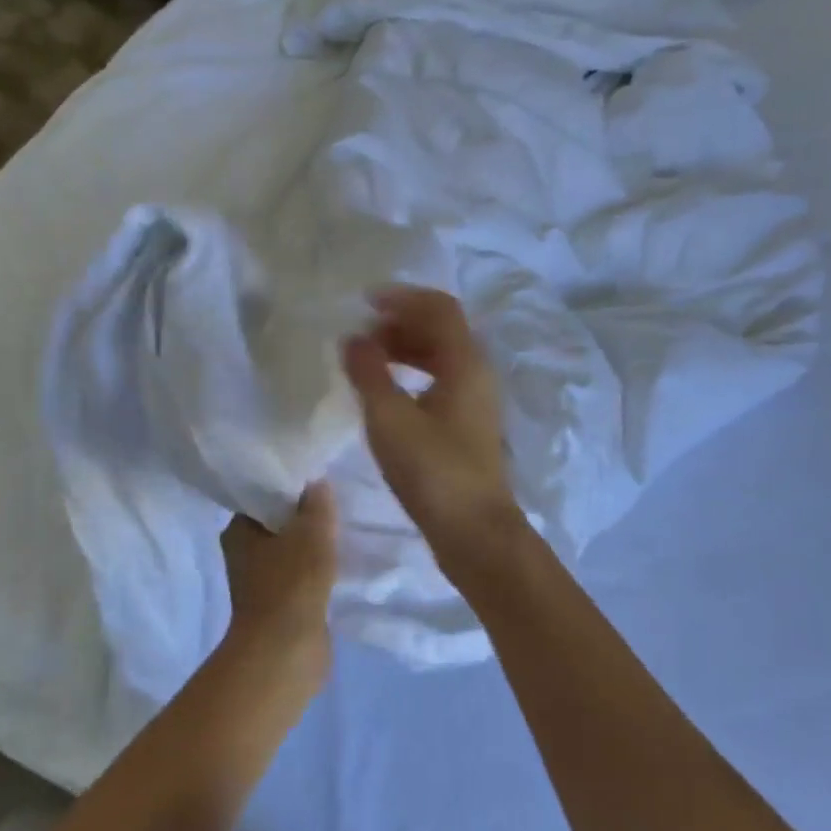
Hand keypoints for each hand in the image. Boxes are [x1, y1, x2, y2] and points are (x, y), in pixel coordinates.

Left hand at [221, 481, 339, 672]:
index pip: (263, 497)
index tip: (318, 482)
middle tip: (335, 506)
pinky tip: (338, 565)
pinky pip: (300, 577)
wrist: (285, 650)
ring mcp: (259, 582)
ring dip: (312, 546)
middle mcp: (242, 554)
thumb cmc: (292, 582)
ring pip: (290, 552)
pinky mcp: (278, 605)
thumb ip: (317, 503)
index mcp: (238, 530)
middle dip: (305, 517)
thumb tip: (316, 482)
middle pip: (278, 524)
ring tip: (341, 533)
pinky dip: (316, 571)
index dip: (291, 487)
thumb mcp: (311, 531)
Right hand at [342, 286, 521, 567]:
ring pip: (441, 358)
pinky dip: (412, 376)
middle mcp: (477, 374)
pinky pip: (440, 383)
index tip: (364, 303)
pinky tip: (387, 396)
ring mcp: (476, 402)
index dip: (402, 298)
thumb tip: (353, 340)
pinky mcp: (468, 427)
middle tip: (361, 336)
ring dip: (405, 350)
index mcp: (465, 363)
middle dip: (400, 324)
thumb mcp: (390, 419)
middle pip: (441, 331)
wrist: (474, 532)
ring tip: (367, 362)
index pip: (439, 308)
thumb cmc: (433, 471)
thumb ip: (368, 373)